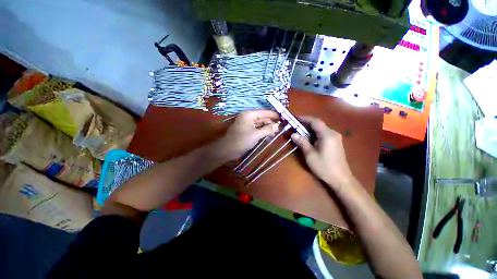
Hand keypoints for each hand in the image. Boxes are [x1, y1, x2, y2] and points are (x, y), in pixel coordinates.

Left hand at [217, 110, 279, 160]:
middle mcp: (248, 117)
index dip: (274, 115)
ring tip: (276, 133)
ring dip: (267, 128)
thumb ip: (267, 129)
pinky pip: (256, 129)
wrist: (228, 150)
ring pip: (259, 124)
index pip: (264, 112)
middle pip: (262, 118)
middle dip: (271, 122)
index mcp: (249, 114)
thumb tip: (277, 125)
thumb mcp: (256, 134)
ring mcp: (247, 124)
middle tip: (280, 127)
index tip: (283, 117)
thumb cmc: (242, 140)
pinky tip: (269, 135)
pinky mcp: (246, 131)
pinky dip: (262, 132)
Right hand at [291, 116, 352, 189]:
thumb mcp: (310, 155)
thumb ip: (302, 142)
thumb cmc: (324, 167)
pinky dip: (314, 133)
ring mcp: (335, 138)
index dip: (304, 118)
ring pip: (320, 129)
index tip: (295, 118)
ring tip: (299, 130)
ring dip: (310, 129)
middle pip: (318, 124)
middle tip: (295, 125)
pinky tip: (308, 137)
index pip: (315, 121)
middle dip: (306, 123)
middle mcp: (333, 133)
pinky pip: (323, 134)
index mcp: (327, 134)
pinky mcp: (335, 142)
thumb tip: (293, 134)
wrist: (341, 179)